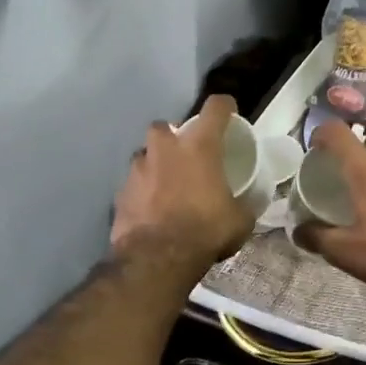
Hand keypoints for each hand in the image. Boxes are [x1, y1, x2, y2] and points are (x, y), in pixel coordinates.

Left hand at [112, 95, 254, 269]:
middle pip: (166, 126)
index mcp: (200, 146)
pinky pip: (134, 183)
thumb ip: (242, 204)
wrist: (156, 258)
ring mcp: (138, 168)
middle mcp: (166, 148)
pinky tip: (151, 208)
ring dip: (155, 164)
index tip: (229, 113)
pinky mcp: (120, 192)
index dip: (225, 106)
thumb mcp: (239, 220)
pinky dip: (142, 191)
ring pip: (145, 154)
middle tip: (186, 155)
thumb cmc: (205, 230)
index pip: (216, 108)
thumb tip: (245, 206)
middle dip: (174, 136)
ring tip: (166, 184)